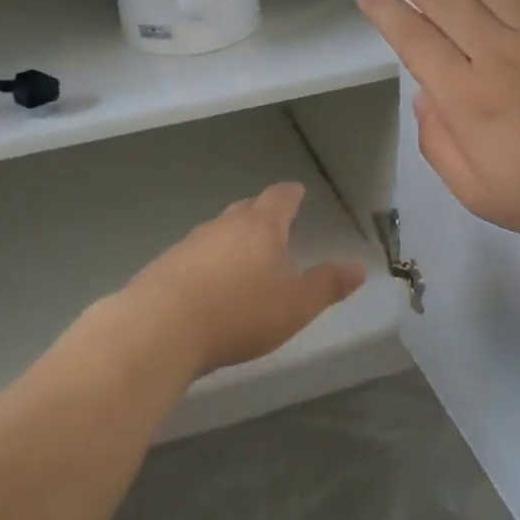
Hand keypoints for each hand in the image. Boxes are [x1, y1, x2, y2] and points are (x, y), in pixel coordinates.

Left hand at [120, 182, 366, 375]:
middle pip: (246, 209)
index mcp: (261, 227)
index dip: (291, 194)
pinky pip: (195, 254)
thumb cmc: (239, 312)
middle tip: (273, 222)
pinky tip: (208, 283)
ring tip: (243, 255)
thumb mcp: (295, 305)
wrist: (160, 328)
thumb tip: (359, 268)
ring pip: (218, 231)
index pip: (280, 198)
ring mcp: (190, 243)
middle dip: (261, 213)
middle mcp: (224, 225)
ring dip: (232, 238)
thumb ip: (327, 286)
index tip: (297, 192)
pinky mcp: (165, 265)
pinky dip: (207, 261)